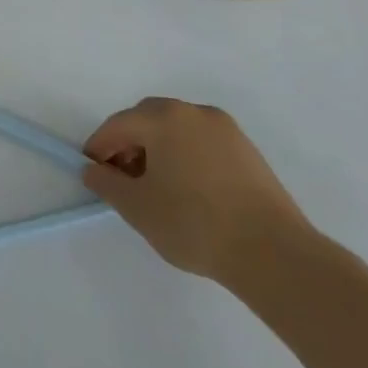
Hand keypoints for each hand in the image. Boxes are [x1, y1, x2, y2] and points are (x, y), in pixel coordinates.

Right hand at [83, 97, 313, 286]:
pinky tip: (188, 190)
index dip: (99, 148)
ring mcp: (226, 131)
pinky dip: (186, 157)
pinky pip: (203, 144)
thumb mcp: (136, 207)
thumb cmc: (194, 224)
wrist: (275, 255)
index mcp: (163, 118)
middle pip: (148, 120)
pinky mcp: (249, 152)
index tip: (92, 172)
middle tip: (123, 177)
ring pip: (177, 130)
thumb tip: (94, 170)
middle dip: (129, 144)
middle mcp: (194, 113)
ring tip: (156, 187)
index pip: (118, 125)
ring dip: (158, 149)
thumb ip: (105, 183)